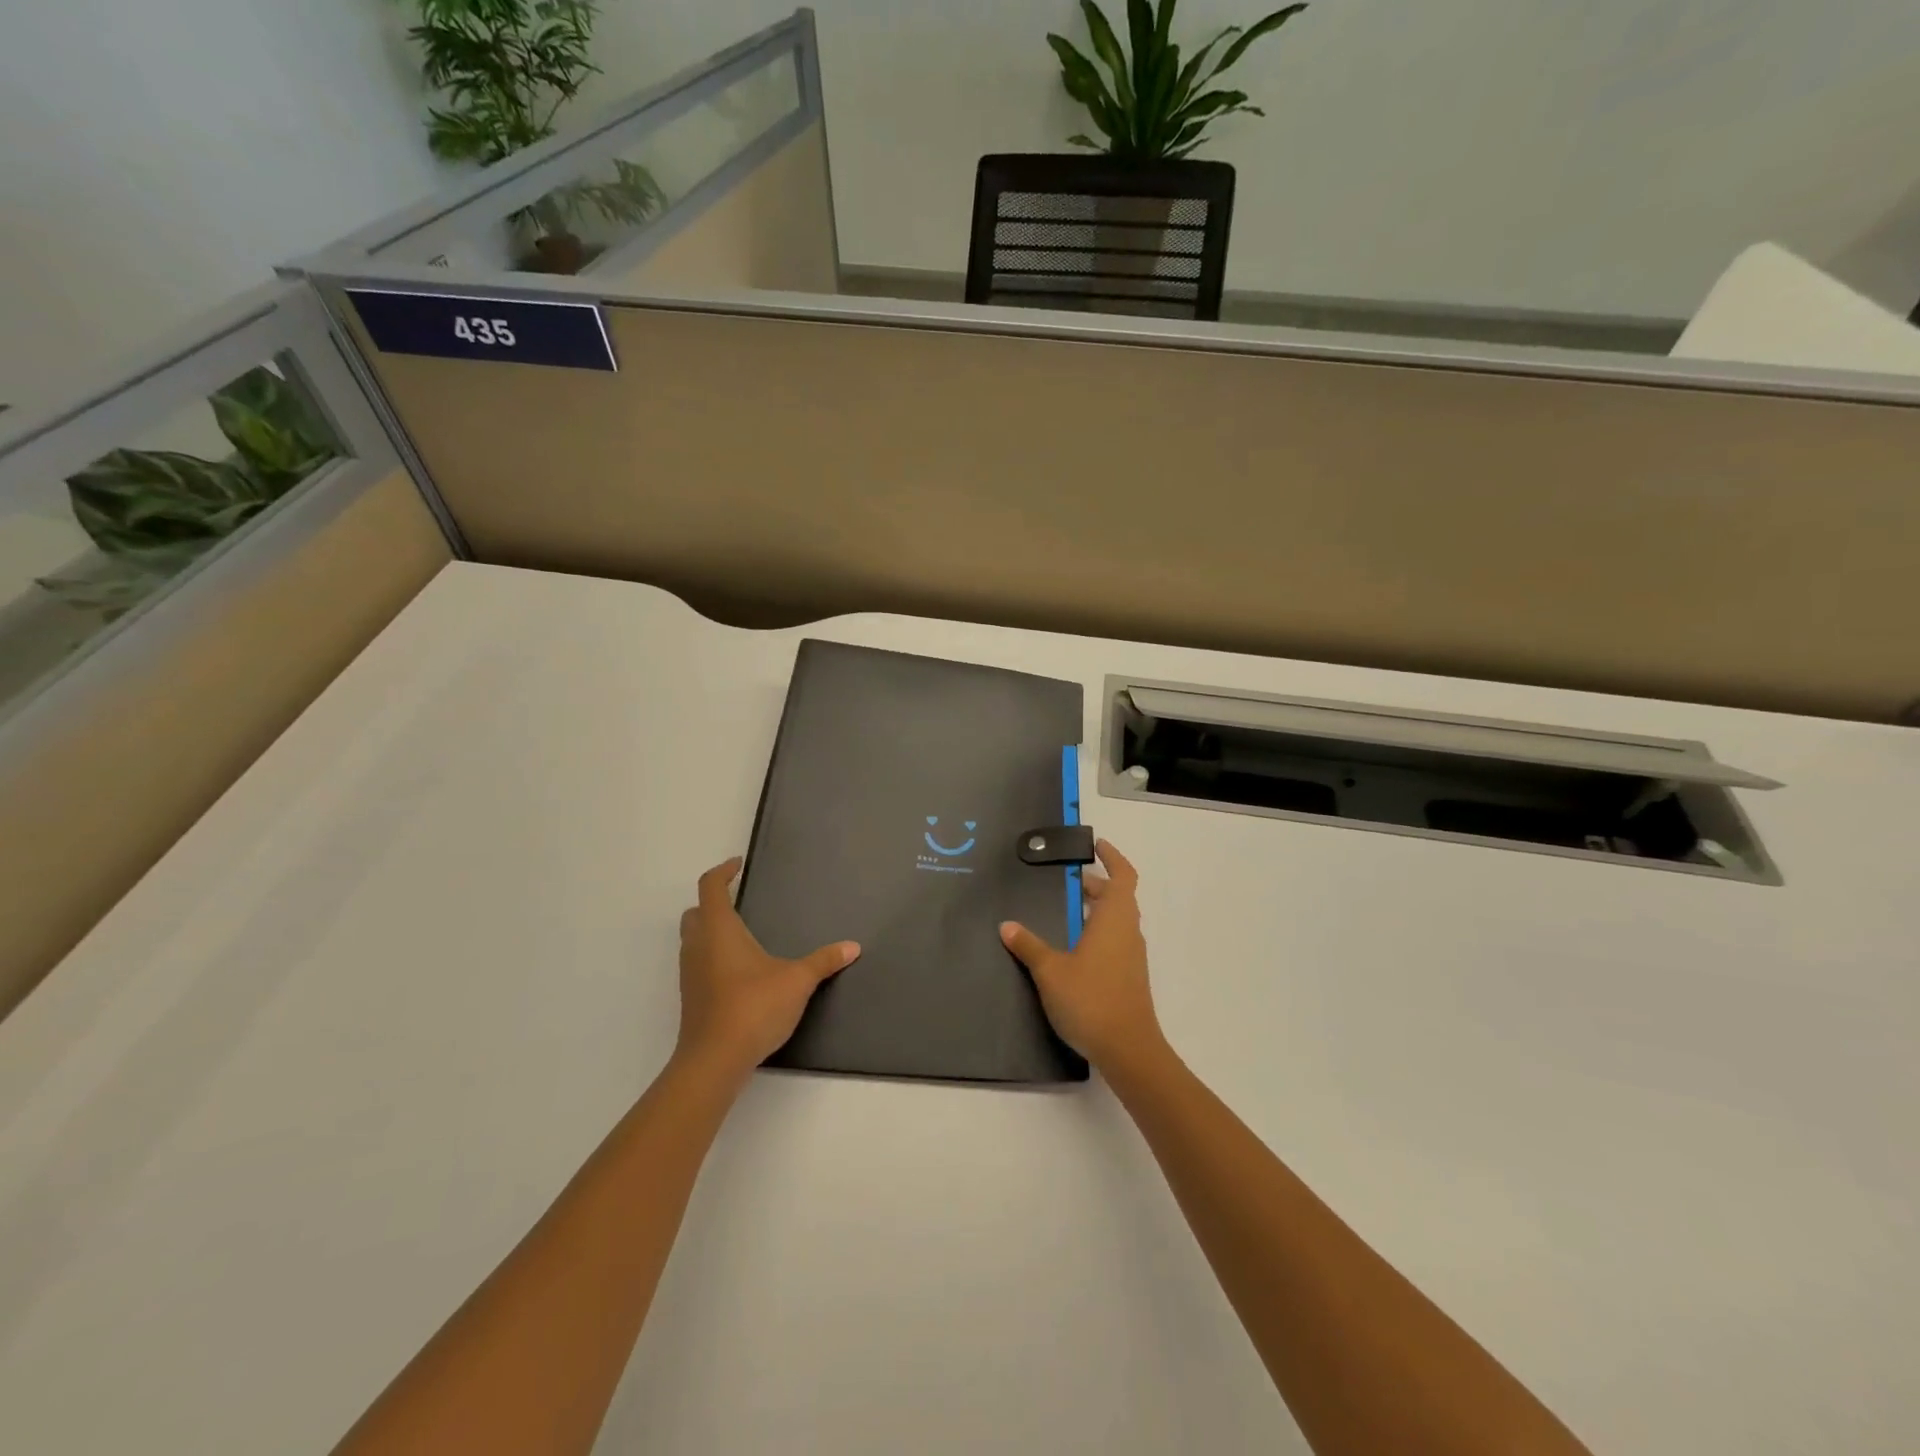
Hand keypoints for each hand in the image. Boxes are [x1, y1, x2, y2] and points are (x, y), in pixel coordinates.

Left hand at [676, 858, 859, 1081]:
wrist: (714, 1061)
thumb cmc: (753, 1008)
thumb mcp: (797, 981)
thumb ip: (824, 961)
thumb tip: (853, 947)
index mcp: (719, 930)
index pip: (710, 887)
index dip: (723, 871)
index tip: (738, 865)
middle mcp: (698, 946)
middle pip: (695, 912)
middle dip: (713, 902)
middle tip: (738, 900)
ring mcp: (690, 974)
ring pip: (693, 939)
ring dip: (711, 930)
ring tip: (743, 935)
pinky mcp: (691, 998)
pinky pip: (698, 964)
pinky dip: (713, 956)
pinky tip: (740, 971)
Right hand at [1000, 840, 1165, 1075]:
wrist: (1128, 1050)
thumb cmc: (1091, 1000)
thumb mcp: (1051, 970)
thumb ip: (1029, 945)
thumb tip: (1007, 925)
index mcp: (1114, 919)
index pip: (1123, 876)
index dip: (1112, 857)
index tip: (1096, 845)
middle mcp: (1128, 932)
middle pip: (1118, 897)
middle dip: (1095, 885)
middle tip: (1065, 880)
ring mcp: (1131, 956)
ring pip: (1116, 921)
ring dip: (1095, 910)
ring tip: (1063, 911)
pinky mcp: (1128, 977)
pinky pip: (1114, 941)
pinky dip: (1096, 932)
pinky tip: (1071, 948)